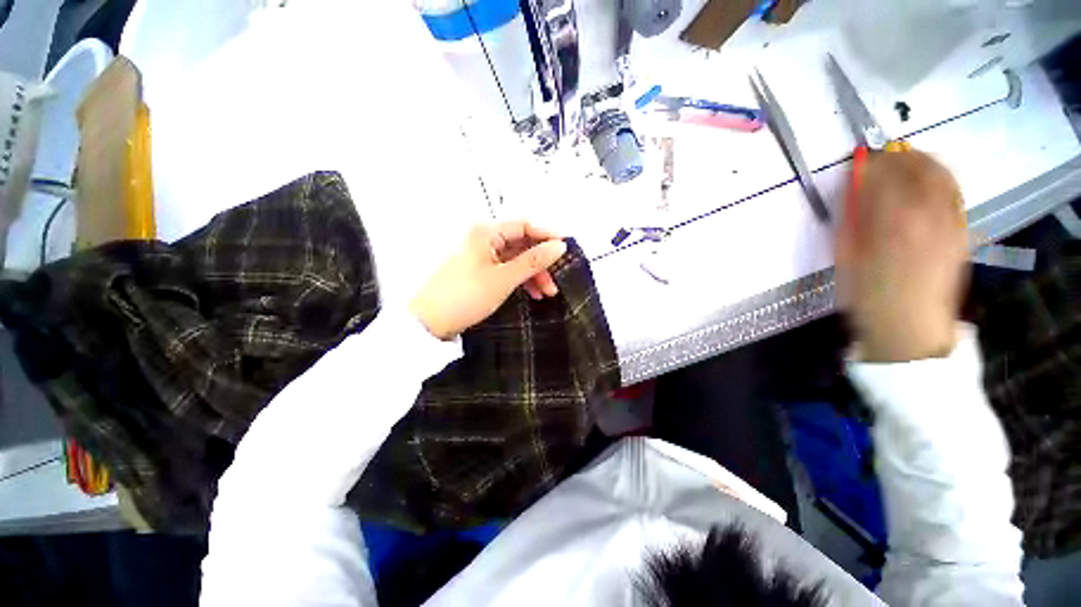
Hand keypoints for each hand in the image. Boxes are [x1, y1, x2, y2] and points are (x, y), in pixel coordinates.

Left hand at [410, 221, 567, 339]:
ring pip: (515, 259)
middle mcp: (482, 239)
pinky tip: (532, 294)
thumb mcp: (504, 279)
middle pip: (521, 244)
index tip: (566, 247)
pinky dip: (520, 280)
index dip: (546, 234)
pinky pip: (506, 270)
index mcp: (485, 232)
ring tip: (547, 293)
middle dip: (541, 262)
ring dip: (533, 274)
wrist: (429, 323)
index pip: (523, 225)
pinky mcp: (479, 272)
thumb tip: (559, 246)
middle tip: (556, 280)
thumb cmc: (466, 296)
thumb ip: (533, 261)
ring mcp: (481, 256)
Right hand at [835, 150, 968, 361]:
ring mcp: (949, 220)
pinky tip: (930, 176)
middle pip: (914, 168)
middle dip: (896, 156)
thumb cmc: (866, 294)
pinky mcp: (961, 230)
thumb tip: (853, 191)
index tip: (857, 160)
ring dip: (921, 160)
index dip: (869, 164)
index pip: (881, 176)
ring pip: (939, 175)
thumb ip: (852, 220)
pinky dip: (942, 177)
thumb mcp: (846, 258)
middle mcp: (926, 213)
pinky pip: (954, 192)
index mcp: (890, 221)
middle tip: (882, 153)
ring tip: (906, 156)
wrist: (908, 324)